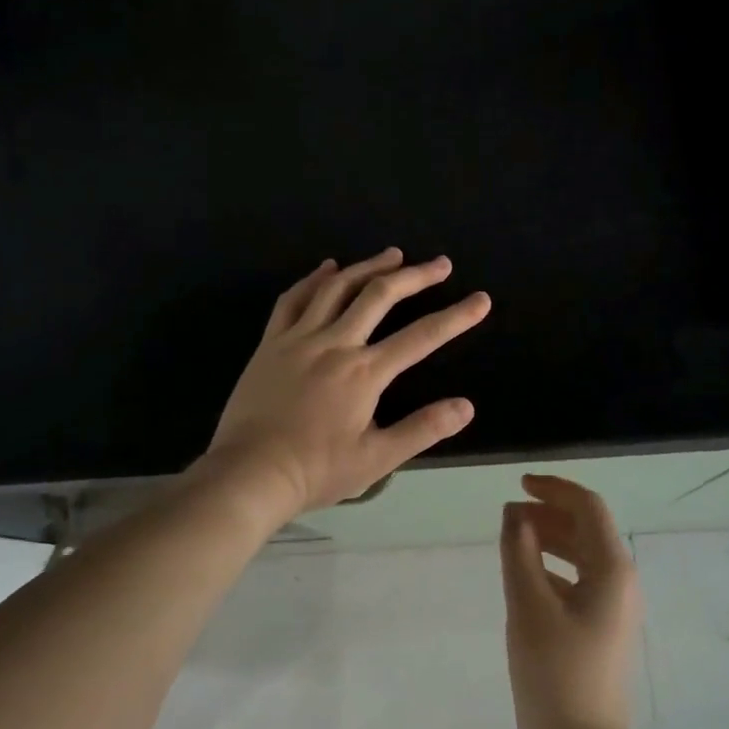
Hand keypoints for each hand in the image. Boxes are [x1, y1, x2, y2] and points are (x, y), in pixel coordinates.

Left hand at [201, 249, 490, 520]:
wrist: (248, 473)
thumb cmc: (316, 470)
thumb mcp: (376, 459)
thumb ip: (423, 429)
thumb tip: (467, 406)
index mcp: (364, 372)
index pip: (421, 336)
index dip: (456, 317)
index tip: (480, 300)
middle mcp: (335, 343)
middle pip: (380, 296)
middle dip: (415, 276)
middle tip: (440, 264)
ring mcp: (299, 338)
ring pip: (337, 287)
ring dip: (369, 267)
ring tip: (393, 255)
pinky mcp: (271, 342)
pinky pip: (294, 298)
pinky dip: (314, 278)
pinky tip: (328, 268)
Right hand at [499, 475, 642, 728]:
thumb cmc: (555, 673)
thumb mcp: (528, 605)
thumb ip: (519, 551)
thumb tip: (515, 512)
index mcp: (611, 569)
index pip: (587, 507)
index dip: (553, 489)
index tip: (518, 486)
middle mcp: (621, 580)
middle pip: (587, 528)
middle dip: (549, 513)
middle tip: (509, 515)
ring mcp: (615, 606)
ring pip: (583, 553)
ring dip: (550, 538)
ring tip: (513, 539)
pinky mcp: (603, 627)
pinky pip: (580, 579)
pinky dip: (553, 566)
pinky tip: (526, 576)